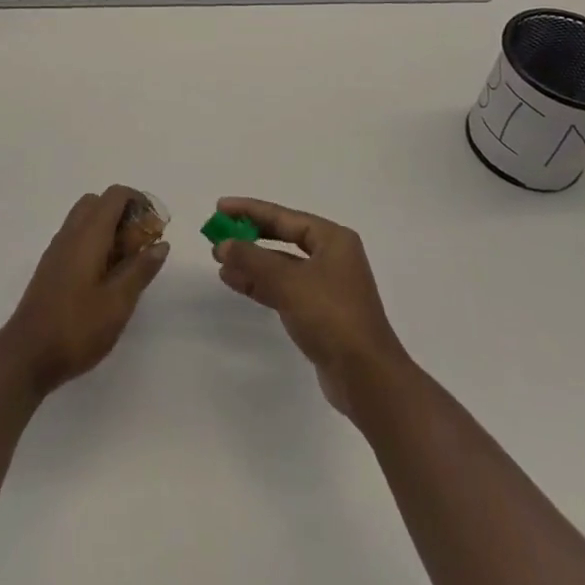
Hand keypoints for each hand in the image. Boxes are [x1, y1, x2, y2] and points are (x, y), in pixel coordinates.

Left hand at [0, 185, 169, 396]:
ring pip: (86, 220)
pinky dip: (95, 243)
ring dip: (110, 230)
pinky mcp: (51, 267)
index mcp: (88, 235)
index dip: (139, 201)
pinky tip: (106, 278)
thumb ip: (141, 269)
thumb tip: (161, 243)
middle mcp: (70, 234)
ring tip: (127, 264)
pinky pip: (76, 238)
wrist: (26, 356)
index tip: (156, 226)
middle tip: (141, 244)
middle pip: (98, 203)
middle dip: (124, 214)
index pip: (114, 195)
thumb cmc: (77, 328)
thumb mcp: (118, 302)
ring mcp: (57, 250)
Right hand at [213, 197, 410, 417]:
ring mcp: (326, 286)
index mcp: (333, 239)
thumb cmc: (332, 317)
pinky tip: (235, 282)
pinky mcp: (319, 313)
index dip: (250, 210)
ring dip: (251, 262)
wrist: (367, 377)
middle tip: (218, 233)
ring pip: (281, 265)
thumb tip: (223, 245)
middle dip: (250, 236)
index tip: (220, 207)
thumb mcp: (288, 282)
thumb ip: (253, 259)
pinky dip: (260, 284)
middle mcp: (331, 257)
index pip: (284, 216)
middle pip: (283, 237)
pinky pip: (283, 288)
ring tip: (219, 260)